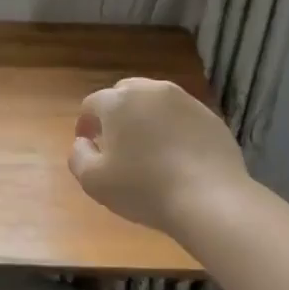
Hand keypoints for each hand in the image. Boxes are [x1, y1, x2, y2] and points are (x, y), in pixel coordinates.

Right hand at [69, 78, 246, 237]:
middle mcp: (151, 91)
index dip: (85, 123)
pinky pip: (181, 116)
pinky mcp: (210, 116)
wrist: (210, 199)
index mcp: (118, 102)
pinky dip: (172, 128)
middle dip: (115, 113)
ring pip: (155, 102)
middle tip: (116, 142)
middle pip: (125, 94)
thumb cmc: (144, 189)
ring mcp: (185, 101)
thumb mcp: (94, 181)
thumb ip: (78, 156)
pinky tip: (175, 155)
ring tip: (147, 147)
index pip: (92, 104)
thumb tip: (82, 143)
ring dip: (145, 118)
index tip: (88, 144)